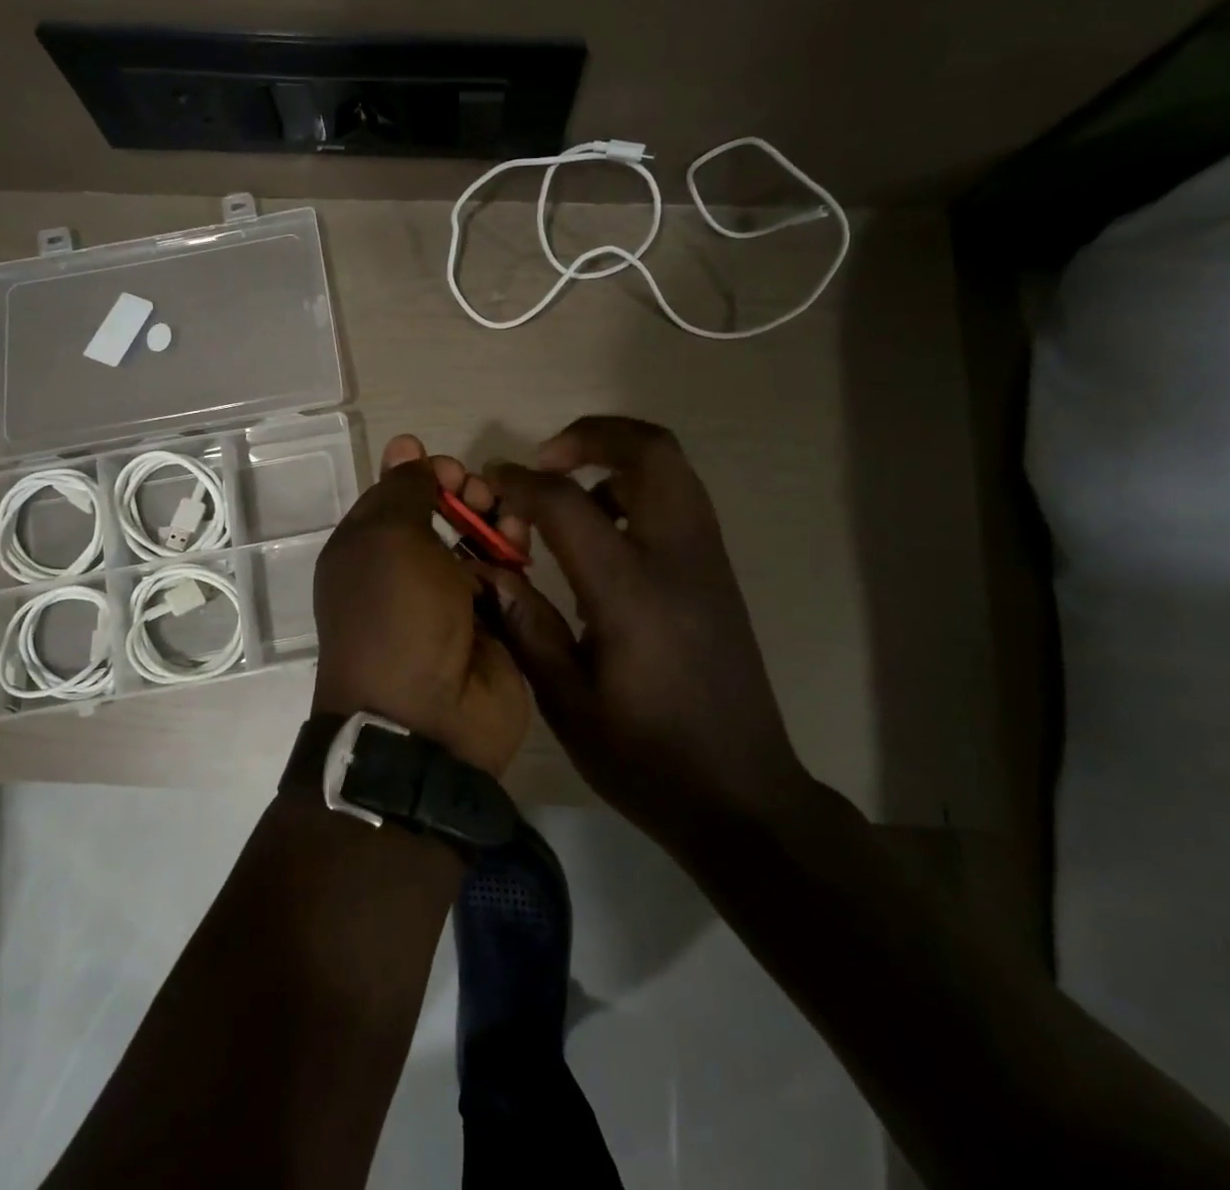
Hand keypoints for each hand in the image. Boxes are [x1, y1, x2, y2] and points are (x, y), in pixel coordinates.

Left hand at [312, 435, 531, 777]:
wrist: (427, 720)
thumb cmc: (396, 616)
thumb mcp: (388, 539)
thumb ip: (403, 488)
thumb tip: (406, 447)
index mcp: (369, 549)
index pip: (399, 493)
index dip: (425, 474)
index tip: (450, 470)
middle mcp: (407, 571)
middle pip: (445, 512)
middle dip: (468, 495)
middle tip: (484, 496)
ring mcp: (452, 600)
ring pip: (481, 541)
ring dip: (498, 524)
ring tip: (511, 526)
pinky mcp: (492, 624)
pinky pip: (507, 579)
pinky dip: (513, 565)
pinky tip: (519, 560)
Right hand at [483, 417, 810, 836]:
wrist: (741, 795)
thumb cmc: (645, 757)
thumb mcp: (566, 702)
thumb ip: (525, 625)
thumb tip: (488, 570)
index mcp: (630, 590)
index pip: (568, 503)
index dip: (522, 483)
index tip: (491, 481)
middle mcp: (677, 557)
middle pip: (651, 450)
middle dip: (593, 435)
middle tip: (546, 460)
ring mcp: (707, 561)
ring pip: (672, 468)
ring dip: (617, 459)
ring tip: (570, 497)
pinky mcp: (718, 575)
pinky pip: (680, 500)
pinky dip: (639, 489)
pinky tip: (605, 536)